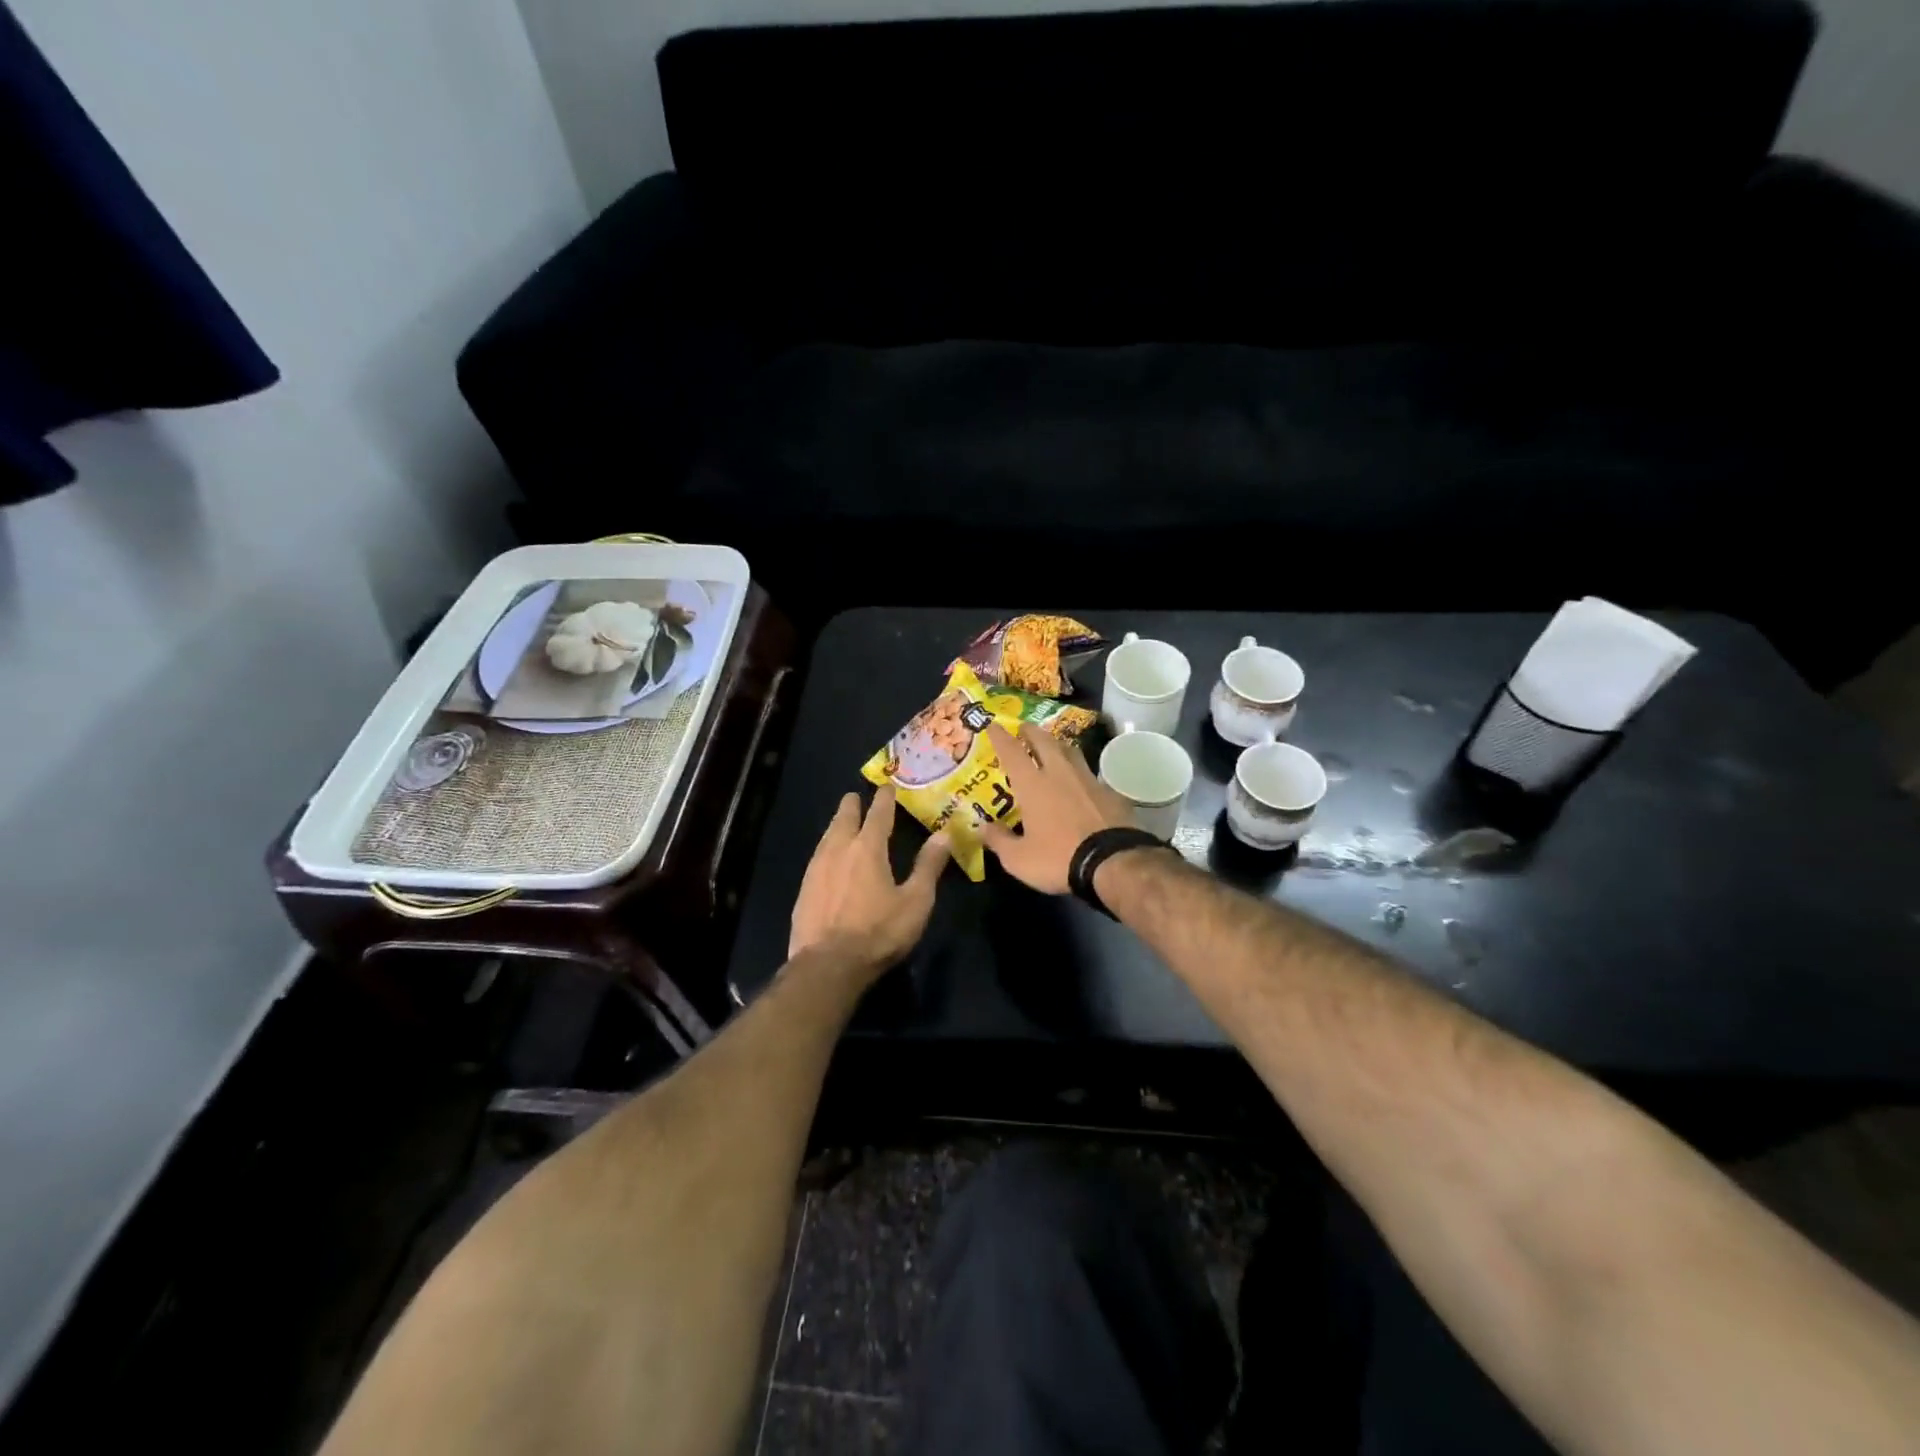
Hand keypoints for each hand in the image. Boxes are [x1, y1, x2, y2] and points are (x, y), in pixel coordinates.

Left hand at [790, 786, 950, 971]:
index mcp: (867, 848)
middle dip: (852, 805)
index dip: (884, 799)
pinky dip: (827, 849)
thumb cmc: (878, 932)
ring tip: (843, 822)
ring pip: (827, 836)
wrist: (827, 965)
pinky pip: (817, 858)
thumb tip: (943, 834)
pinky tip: (828, 859)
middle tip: (857, 796)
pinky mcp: (803, 890)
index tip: (887, 787)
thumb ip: (928, 866)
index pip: (878, 814)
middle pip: (844, 818)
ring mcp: (816, 869)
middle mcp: (838, 850)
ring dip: (837, 825)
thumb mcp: (915, 901)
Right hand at [978, 723, 1136, 893]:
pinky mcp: (1109, 792)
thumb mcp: (1019, 859)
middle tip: (1024, 728)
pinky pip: (1090, 774)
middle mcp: (1060, 773)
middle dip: (1031, 731)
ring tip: (1052, 746)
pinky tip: (1080, 782)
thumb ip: (999, 840)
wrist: (1114, 862)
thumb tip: (983, 827)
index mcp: (1033, 785)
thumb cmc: (1059, 858)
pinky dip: (1080, 772)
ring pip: (1071, 751)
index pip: (1012, 752)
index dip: (1000, 737)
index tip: (993, 724)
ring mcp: (1088, 780)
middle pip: (1044, 741)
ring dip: (1058, 745)